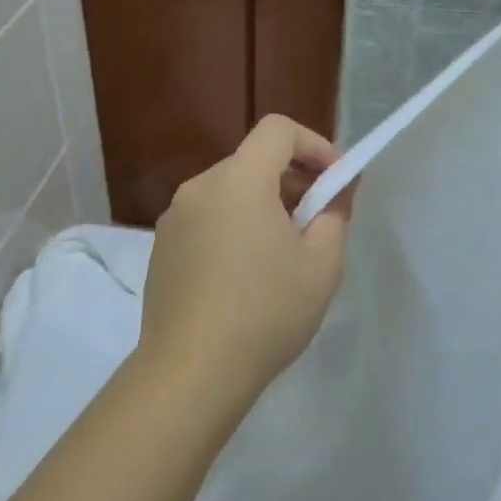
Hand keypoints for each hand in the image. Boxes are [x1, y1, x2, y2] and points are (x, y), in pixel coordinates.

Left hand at [138, 115, 351, 401]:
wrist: (191, 371)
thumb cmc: (266, 313)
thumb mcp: (321, 265)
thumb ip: (334, 213)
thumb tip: (338, 188)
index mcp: (238, 181)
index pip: (278, 130)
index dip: (314, 145)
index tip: (335, 182)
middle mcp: (199, 188)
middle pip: (253, 160)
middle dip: (292, 180)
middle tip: (317, 224)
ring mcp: (174, 218)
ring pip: (229, 191)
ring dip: (262, 205)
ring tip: (282, 254)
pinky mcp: (162, 247)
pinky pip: (207, 218)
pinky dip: (233, 226)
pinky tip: (245, 275)